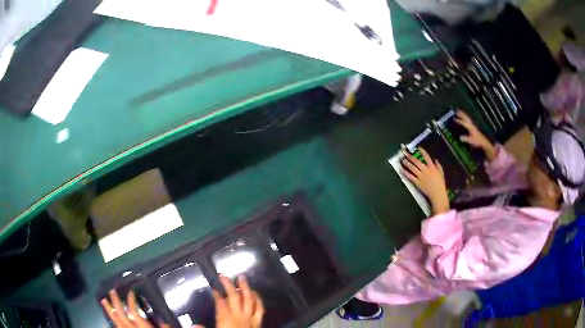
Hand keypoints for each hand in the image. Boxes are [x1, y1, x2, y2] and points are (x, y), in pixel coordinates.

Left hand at [101, 290, 168, 327]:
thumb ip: (163, 327)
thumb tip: (163, 320)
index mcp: (142, 327)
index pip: (133, 310)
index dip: (130, 299)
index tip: (131, 292)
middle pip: (121, 313)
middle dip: (116, 301)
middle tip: (112, 291)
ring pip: (115, 320)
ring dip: (109, 310)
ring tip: (104, 300)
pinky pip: (116, 327)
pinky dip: (111, 322)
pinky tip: (107, 318)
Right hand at [213, 275, 263, 327]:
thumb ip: (208, 326)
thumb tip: (198, 323)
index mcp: (226, 318)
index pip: (220, 302)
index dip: (216, 294)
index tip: (214, 287)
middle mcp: (238, 315)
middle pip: (234, 296)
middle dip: (228, 285)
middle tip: (223, 275)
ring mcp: (250, 317)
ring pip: (248, 299)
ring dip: (245, 287)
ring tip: (241, 278)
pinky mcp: (258, 321)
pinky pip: (260, 308)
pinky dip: (258, 299)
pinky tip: (255, 293)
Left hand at [402, 148, 449, 214]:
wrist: (437, 193)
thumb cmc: (440, 184)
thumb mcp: (441, 173)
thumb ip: (438, 166)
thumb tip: (435, 160)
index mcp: (432, 167)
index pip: (427, 157)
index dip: (423, 152)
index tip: (419, 148)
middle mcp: (425, 170)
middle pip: (417, 162)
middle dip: (411, 157)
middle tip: (406, 154)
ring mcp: (421, 176)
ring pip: (412, 168)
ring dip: (407, 163)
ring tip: (403, 160)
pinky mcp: (417, 182)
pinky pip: (410, 176)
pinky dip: (406, 173)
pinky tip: (402, 170)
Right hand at [455, 110, 496, 159]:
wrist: (484, 142)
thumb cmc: (478, 141)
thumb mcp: (471, 141)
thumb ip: (466, 139)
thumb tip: (460, 137)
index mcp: (471, 127)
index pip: (464, 123)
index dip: (459, 121)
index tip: (454, 119)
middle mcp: (472, 125)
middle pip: (466, 118)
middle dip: (462, 114)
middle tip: (457, 111)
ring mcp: (473, 126)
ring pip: (468, 119)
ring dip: (464, 115)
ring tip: (460, 112)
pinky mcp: (473, 128)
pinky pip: (468, 121)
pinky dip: (466, 118)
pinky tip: (464, 119)